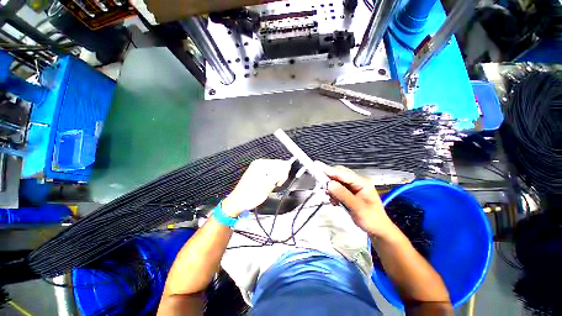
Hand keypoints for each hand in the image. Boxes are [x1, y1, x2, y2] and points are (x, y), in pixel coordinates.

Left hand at [221, 159, 290, 216]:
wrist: (238, 202)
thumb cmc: (251, 195)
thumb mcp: (267, 185)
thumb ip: (278, 173)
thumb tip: (287, 165)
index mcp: (261, 164)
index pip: (280, 163)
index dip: (283, 174)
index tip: (279, 183)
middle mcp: (259, 163)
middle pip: (277, 166)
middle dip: (279, 176)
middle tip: (274, 185)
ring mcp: (257, 168)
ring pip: (274, 171)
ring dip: (274, 179)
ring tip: (268, 187)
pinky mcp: (257, 173)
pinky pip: (269, 174)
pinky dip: (270, 180)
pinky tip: (265, 186)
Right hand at [320, 163, 395, 237]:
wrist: (378, 230)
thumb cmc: (372, 220)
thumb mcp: (358, 209)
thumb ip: (344, 195)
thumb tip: (330, 184)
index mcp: (362, 183)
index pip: (343, 173)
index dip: (329, 171)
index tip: (316, 168)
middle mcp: (357, 182)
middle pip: (339, 174)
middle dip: (329, 179)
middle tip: (321, 186)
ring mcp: (353, 186)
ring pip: (336, 181)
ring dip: (330, 187)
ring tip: (329, 197)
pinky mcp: (349, 192)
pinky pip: (337, 188)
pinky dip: (332, 193)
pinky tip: (333, 201)